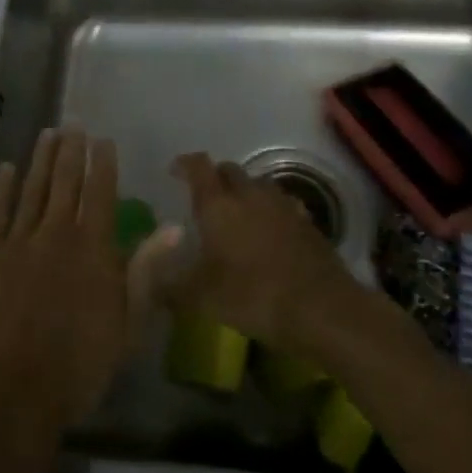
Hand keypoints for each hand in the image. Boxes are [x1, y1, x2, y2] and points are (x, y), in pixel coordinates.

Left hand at [0, 129, 163, 434]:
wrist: (11, 391)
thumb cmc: (77, 366)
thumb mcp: (126, 324)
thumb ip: (146, 270)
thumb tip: (174, 227)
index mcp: (92, 248)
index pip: (101, 193)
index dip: (103, 164)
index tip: (103, 140)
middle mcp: (56, 233)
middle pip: (65, 182)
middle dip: (72, 151)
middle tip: (74, 125)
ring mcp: (17, 240)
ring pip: (33, 188)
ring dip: (42, 159)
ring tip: (49, 134)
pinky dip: (3, 187)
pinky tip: (8, 169)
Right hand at [168, 152, 362, 355]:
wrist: (321, 308)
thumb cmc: (253, 296)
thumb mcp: (202, 299)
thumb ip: (171, 288)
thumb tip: (150, 284)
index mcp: (218, 204)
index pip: (198, 166)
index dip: (184, 164)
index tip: (174, 171)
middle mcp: (249, 194)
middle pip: (228, 170)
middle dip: (215, 178)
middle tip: (205, 199)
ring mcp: (282, 204)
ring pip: (257, 185)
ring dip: (244, 193)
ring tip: (237, 215)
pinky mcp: (307, 221)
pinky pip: (282, 205)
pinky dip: (270, 212)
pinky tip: (270, 233)